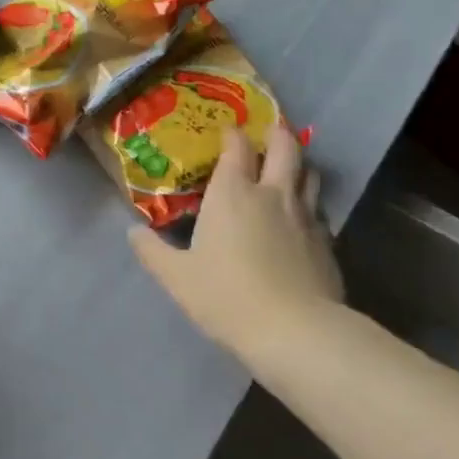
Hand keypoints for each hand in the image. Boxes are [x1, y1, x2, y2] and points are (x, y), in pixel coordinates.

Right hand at [127, 130, 342, 363]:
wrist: (294, 329)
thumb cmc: (226, 296)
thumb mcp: (177, 277)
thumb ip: (152, 251)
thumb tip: (132, 232)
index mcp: (233, 194)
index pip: (237, 148)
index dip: (233, 135)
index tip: (228, 132)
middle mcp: (272, 194)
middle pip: (285, 148)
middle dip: (278, 134)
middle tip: (272, 129)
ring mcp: (305, 216)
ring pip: (309, 173)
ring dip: (299, 164)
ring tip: (290, 168)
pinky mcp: (327, 241)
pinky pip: (319, 209)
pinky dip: (310, 203)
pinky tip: (303, 217)